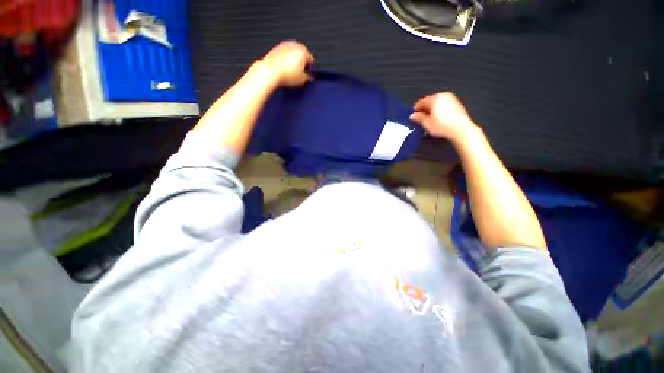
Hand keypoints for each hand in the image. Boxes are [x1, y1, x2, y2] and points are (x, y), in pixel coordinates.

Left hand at [260, 41, 313, 86]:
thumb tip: (309, 77)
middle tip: (300, 71)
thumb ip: (308, 77)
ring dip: (294, 59)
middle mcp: (295, 46)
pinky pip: (285, 52)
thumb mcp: (301, 80)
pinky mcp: (277, 47)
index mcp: (303, 52)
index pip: (311, 59)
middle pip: (302, 53)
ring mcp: (285, 45)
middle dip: (302, 61)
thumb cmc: (285, 74)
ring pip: (293, 52)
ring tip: (292, 70)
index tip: (308, 73)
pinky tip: (285, 67)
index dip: (310, 67)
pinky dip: (286, 58)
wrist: (271, 71)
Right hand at [409, 92, 478, 142]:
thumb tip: (412, 115)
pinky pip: (444, 106)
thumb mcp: (426, 123)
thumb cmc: (442, 125)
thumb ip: (418, 118)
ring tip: (429, 120)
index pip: (421, 101)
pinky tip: (437, 119)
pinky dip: (439, 110)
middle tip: (420, 118)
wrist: (461, 129)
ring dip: (432, 110)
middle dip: (424, 109)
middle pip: (430, 101)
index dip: (416, 109)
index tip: (413, 116)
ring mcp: (451, 99)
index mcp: (435, 98)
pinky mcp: (457, 104)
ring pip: (437, 103)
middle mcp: (443, 95)